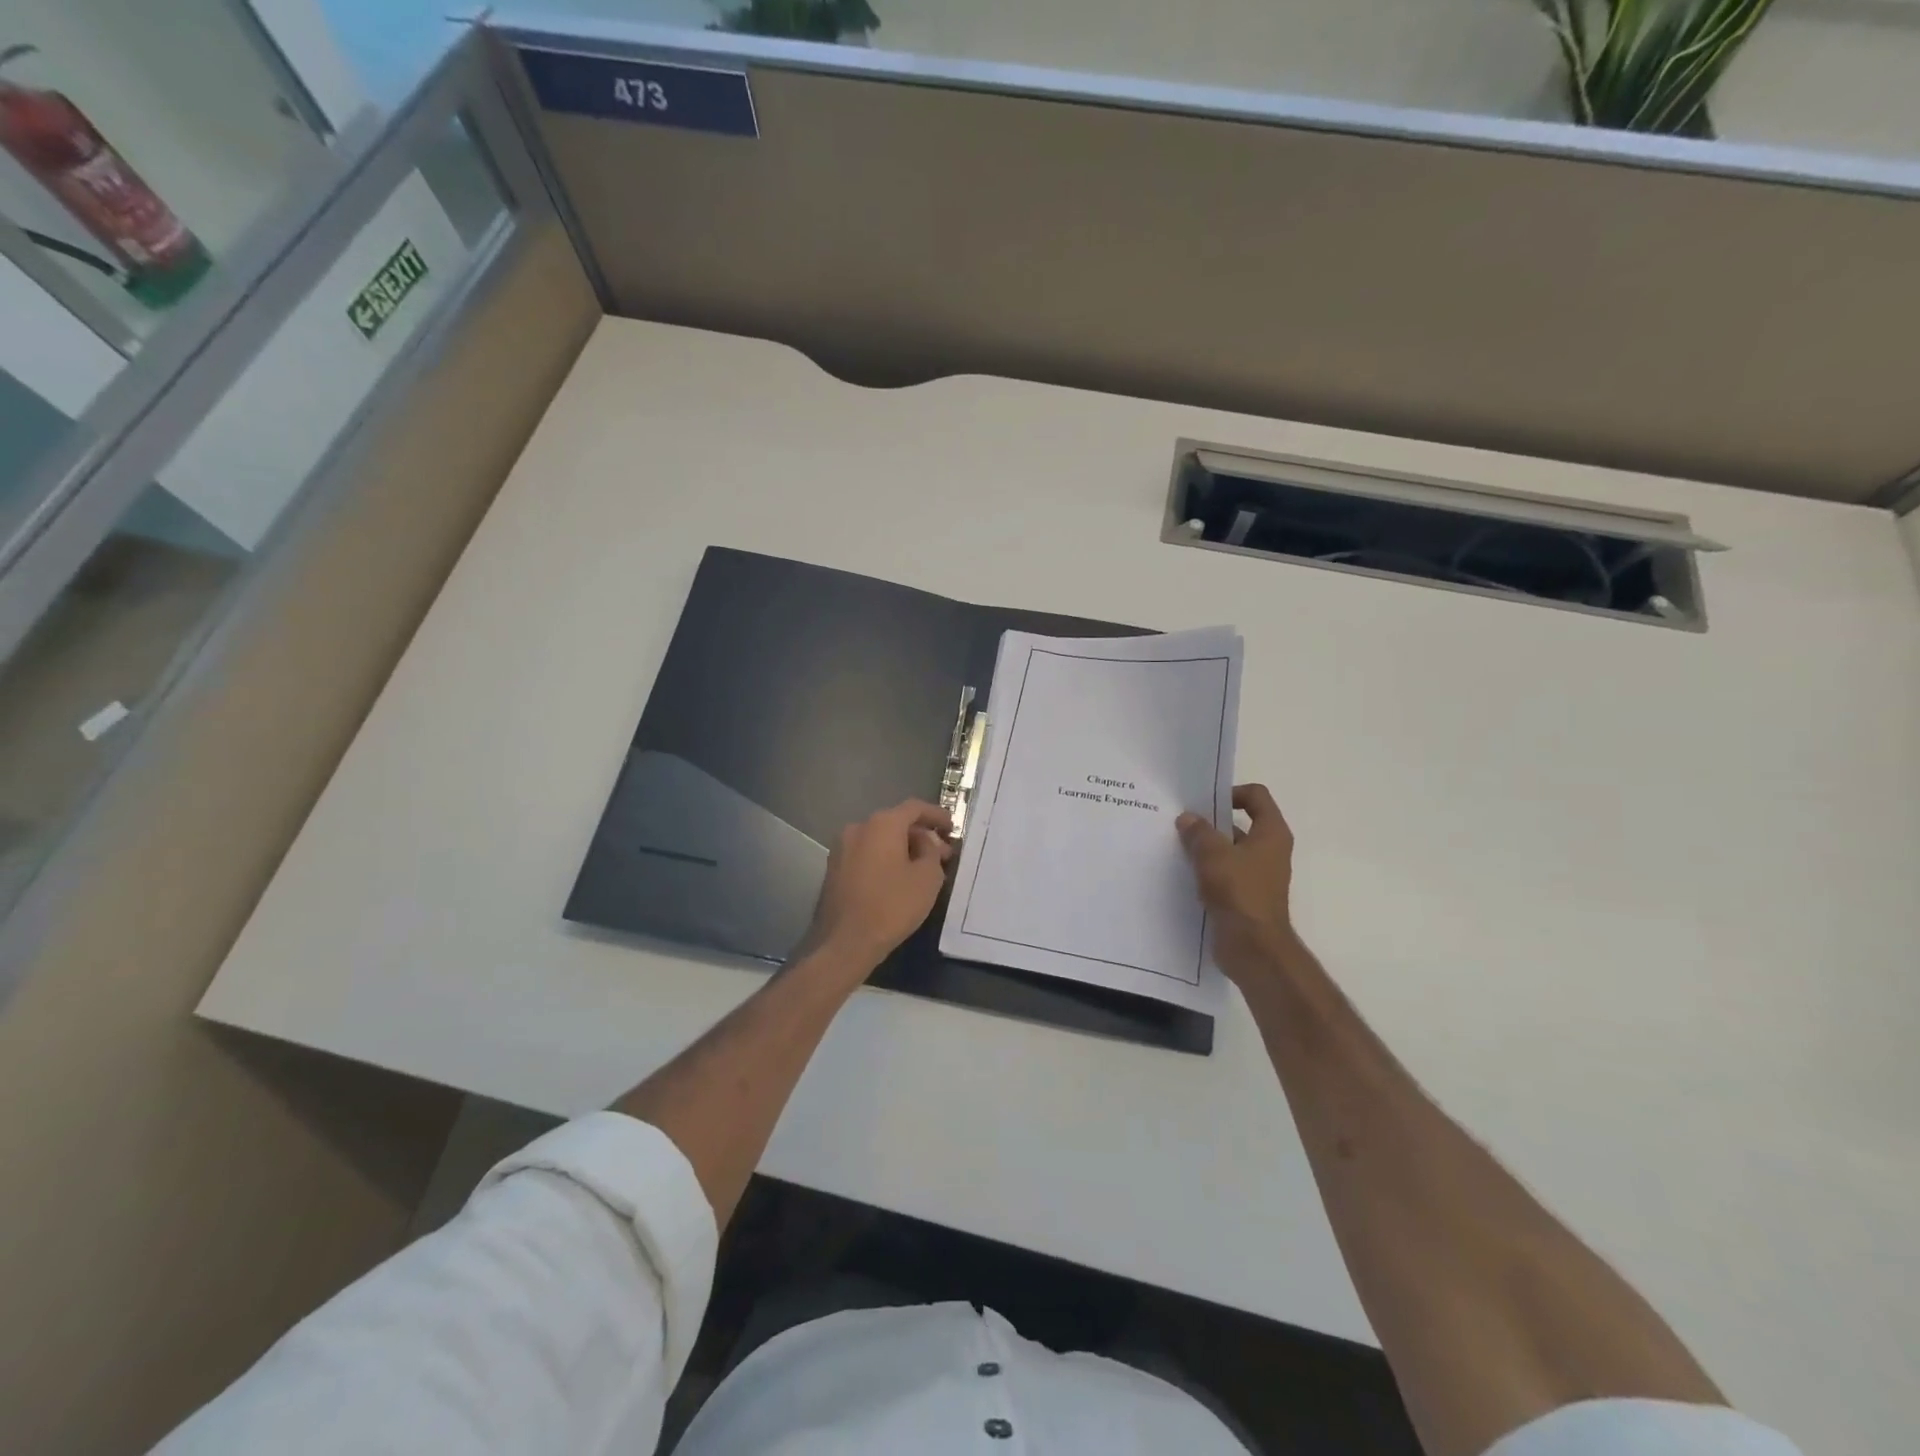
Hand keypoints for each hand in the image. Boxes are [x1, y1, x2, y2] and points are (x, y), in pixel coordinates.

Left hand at [802, 800, 954, 972]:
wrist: (845, 942)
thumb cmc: (892, 906)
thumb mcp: (927, 878)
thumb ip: (931, 851)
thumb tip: (924, 842)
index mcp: (882, 824)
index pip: (914, 808)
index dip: (936, 815)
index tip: (952, 828)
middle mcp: (858, 828)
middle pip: (896, 823)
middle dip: (921, 835)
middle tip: (942, 854)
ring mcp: (842, 848)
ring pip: (880, 839)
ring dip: (902, 848)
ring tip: (922, 868)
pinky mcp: (834, 868)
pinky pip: (866, 854)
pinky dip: (884, 859)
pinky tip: (898, 878)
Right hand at [1176, 784, 1296, 983]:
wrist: (1253, 948)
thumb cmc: (1239, 892)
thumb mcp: (1213, 855)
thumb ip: (1199, 832)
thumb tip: (1188, 818)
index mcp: (1271, 833)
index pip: (1256, 796)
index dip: (1231, 793)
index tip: (1204, 803)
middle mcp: (1270, 851)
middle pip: (1240, 823)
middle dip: (1211, 822)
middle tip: (1182, 823)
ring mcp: (1259, 875)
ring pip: (1230, 850)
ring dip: (1206, 848)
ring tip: (1176, 848)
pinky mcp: (1246, 896)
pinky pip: (1225, 873)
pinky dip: (1207, 871)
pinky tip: (1184, 874)